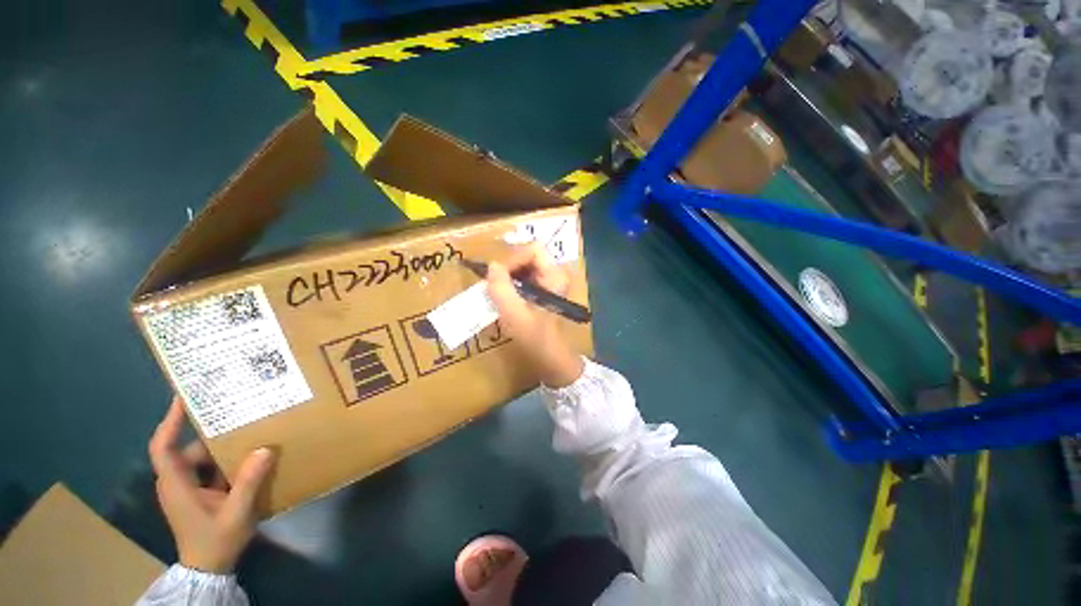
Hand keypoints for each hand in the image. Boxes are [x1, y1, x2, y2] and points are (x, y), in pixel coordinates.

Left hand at [148, 397, 275, 573]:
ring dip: (223, 448)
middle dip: (212, 433)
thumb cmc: (215, 541)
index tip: (184, 397)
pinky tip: (249, 458)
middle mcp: (177, 482)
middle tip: (236, 413)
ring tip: (249, 433)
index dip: (170, 421)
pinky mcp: (198, 494)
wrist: (208, 569)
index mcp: (176, 484)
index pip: (162, 447)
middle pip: (189, 450)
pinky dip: (227, 461)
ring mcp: (187, 489)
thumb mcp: (236, 513)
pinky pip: (211, 469)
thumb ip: (248, 482)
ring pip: (202, 460)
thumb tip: (264, 449)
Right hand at [487, 245, 583, 387]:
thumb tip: (491, 266)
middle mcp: (555, 274)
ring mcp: (550, 283)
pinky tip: (503, 296)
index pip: (533, 249)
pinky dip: (511, 283)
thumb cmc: (536, 338)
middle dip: (508, 266)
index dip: (513, 258)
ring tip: (495, 289)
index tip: (497, 277)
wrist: (552, 359)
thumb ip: (501, 288)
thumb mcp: (514, 314)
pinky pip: (525, 278)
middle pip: (529, 255)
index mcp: (555, 276)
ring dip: (508, 275)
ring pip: (525, 266)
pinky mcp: (543, 291)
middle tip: (493, 283)